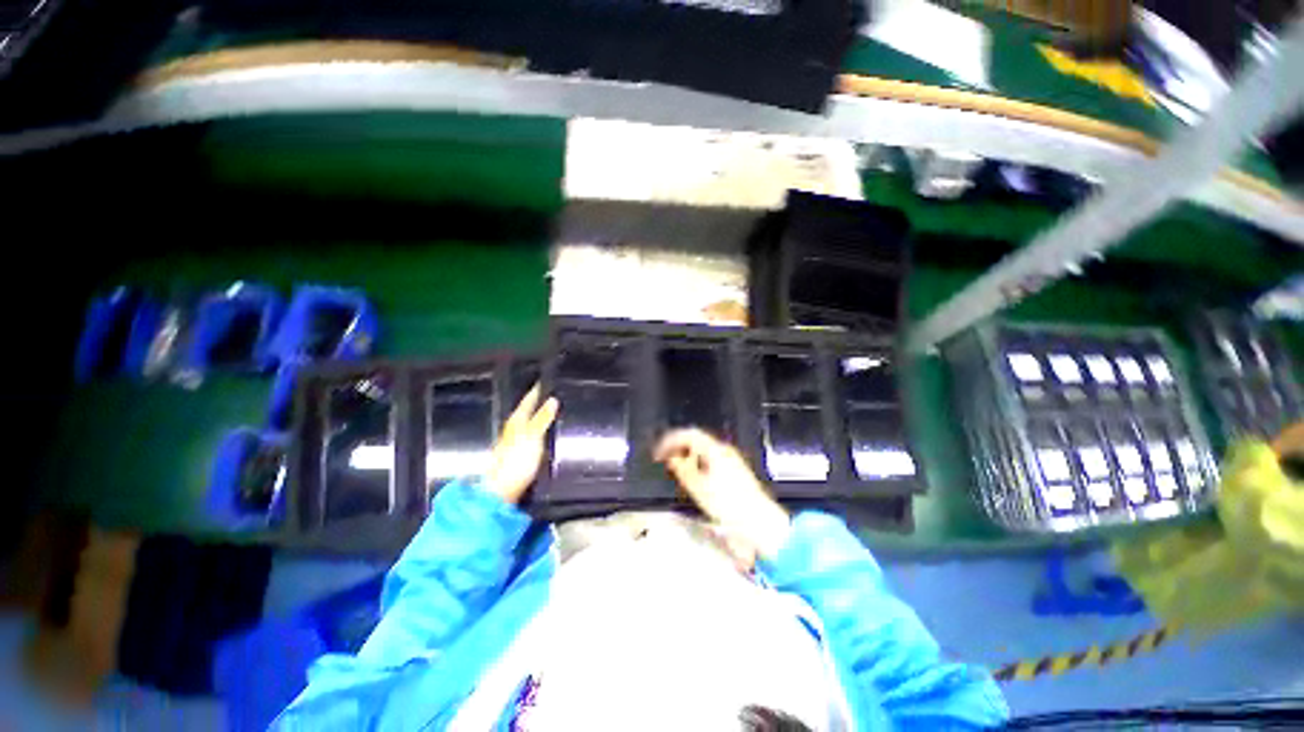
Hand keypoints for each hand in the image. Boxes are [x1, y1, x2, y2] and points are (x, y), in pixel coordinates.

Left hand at [483, 385, 558, 503]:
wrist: (501, 491)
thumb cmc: (516, 461)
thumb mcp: (533, 437)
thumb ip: (542, 419)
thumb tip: (553, 399)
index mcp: (516, 421)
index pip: (528, 401)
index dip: (536, 391)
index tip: (545, 381)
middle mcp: (513, 429)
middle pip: (527, 411)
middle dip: (539, 403)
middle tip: (553, 394)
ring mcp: (514, 443)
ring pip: (529, 424)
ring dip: (539, 417)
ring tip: (553, 412)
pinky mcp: (518, 456)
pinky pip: (531, 436)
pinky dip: (539, 431)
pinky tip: (546, 434)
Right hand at [654, 429, 790, 560]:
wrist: (759, 522)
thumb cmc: (728, 505)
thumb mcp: (700, 488)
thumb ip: (683, 469)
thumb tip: (671, 457)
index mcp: (715, 450)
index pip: (689, 434)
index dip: (671, 440)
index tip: (658, 452)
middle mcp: (724, 450)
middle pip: (697, 440)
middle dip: (678, 447)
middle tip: (664, 459)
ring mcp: (731, 459)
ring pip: (704, 449)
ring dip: (687, 455)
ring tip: (675, 468)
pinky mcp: (735, 469)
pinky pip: (711, 458)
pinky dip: (698, 462)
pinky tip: (693, 475)